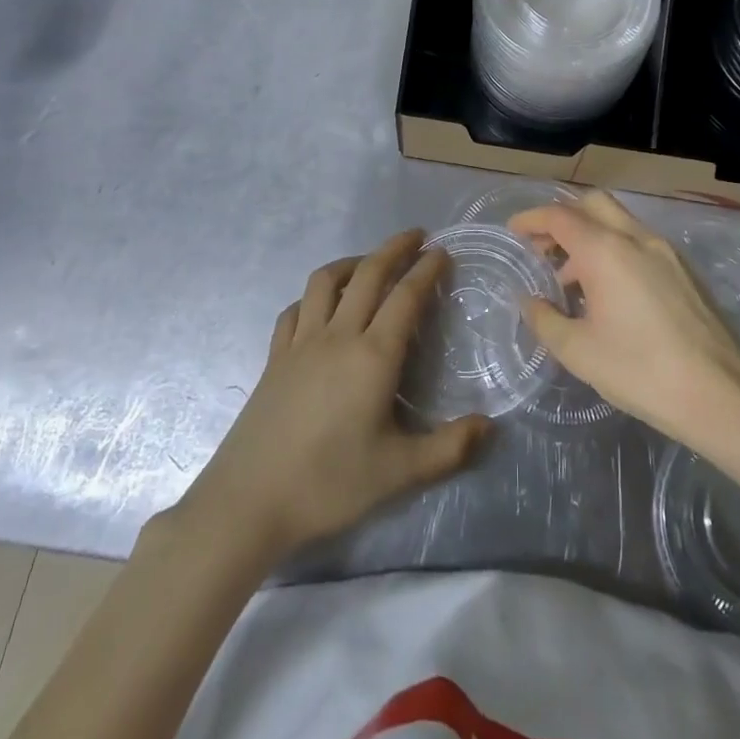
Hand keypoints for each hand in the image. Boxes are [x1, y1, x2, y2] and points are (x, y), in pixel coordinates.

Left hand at [176, 231, 489, 561]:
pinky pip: (295, 309)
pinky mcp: (274, 358)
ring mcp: (301, 343)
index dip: (426, 270)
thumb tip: (490, 426)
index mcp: (373, 356)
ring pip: (326, 282)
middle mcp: (338, 336)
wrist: (248, 502)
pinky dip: (314, 296)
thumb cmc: (328, 483)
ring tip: (370, 262)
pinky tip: (321, 305)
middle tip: (416, 236)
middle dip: (395, 249)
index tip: (443, 251)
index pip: (406, 297)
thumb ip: (450, 448)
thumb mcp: (400, 473)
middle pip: (368, 275)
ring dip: (353, 262)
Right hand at [510, 192, 739, 450]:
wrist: (721, 394)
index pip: (560, 216)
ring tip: (571, 278)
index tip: (513, 231)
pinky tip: (609, 291)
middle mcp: (637, 238)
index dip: (532, 219)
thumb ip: (545, 319)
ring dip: (589, 235)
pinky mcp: (685, 270)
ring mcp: (666, 251)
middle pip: (593, 204)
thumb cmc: (640, 371)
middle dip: (562, 217)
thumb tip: (528, 300)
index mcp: (606, 251)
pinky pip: (639, 242)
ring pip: (619, 221)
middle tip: (542, 248)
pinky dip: (614, 249)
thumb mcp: (579, 351)